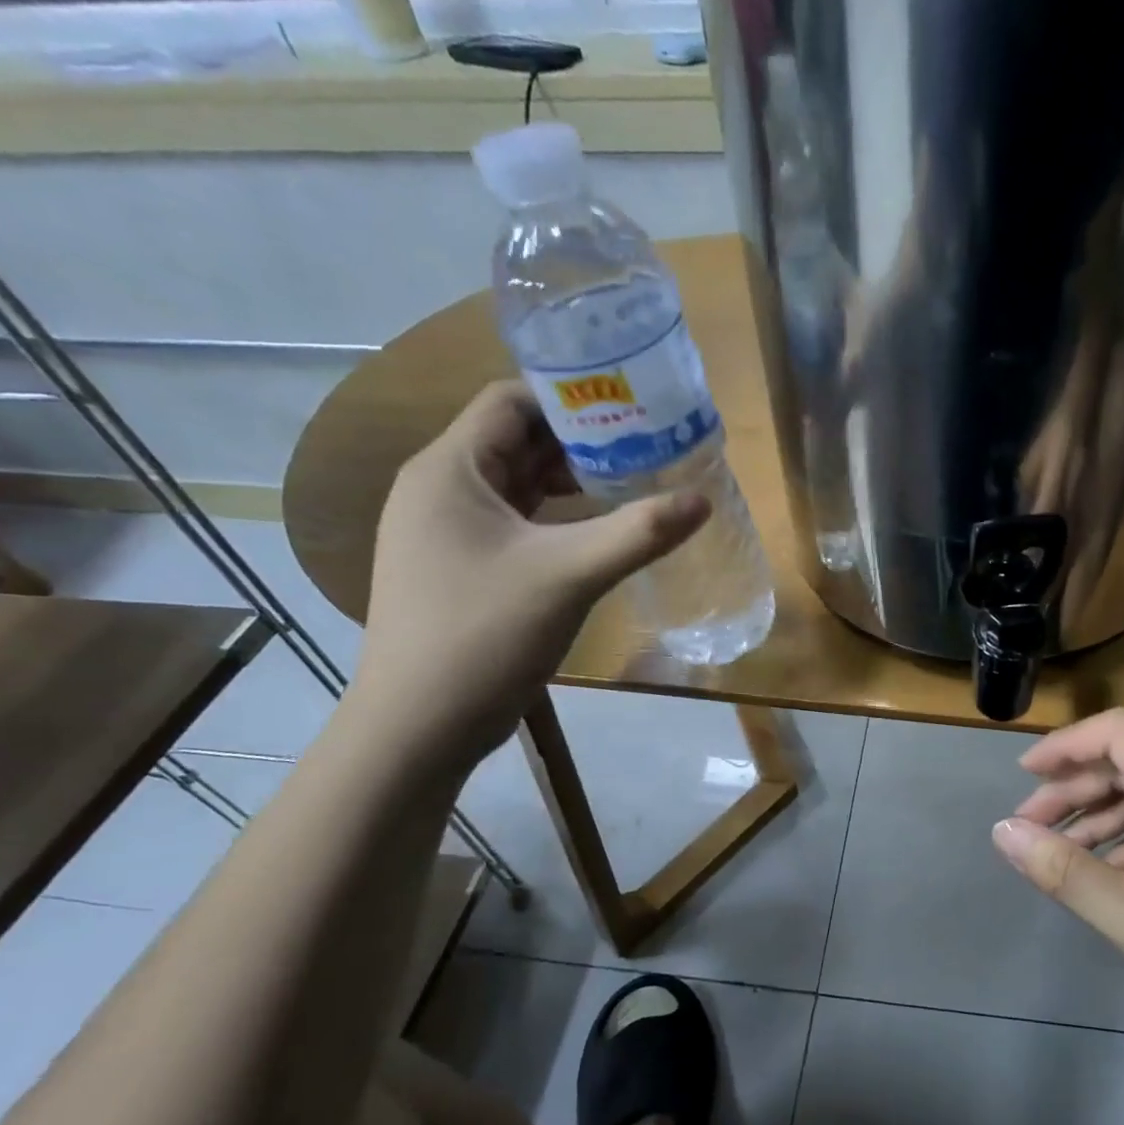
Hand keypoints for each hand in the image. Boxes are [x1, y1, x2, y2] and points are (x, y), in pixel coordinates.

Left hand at [354, 382, 708, 758]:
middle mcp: (443, 490)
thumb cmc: (483, 636)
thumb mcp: (569, 576)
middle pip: (519, 442)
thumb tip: (703, 499)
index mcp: (450, 470)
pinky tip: (603, 533)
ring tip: (639, 483)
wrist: (420, 727)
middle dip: (585, 441)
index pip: (511, 402)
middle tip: (652, 445)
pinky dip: (561, 520)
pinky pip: (519, 524)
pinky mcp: (465, 569)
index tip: (635, 407)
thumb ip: (638, 533)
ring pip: (521, 486)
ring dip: (576, 482)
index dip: (573, 397)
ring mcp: (450, 533)